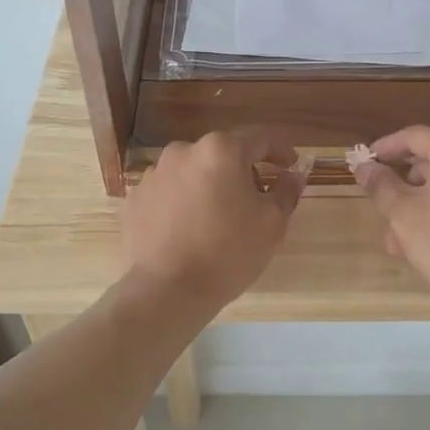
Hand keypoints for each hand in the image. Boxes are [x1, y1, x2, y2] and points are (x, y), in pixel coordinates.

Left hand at [122, 130, 305, 308]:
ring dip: (210, 186)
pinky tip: (191, 229)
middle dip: (242, 171)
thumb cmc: (228, 252)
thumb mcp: (272, 223)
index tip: (291, 165)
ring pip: (194, 173)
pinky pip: (170, 193)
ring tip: (220, 218)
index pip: (259, 139)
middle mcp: (183, 151)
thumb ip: (286, 191)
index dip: (280, 152)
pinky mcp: (136, 199)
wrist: (167, 290)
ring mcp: (154, 174)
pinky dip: (184, 203)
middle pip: (223, 154)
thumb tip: (294, 175)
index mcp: (220, 149)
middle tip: (257, 199)